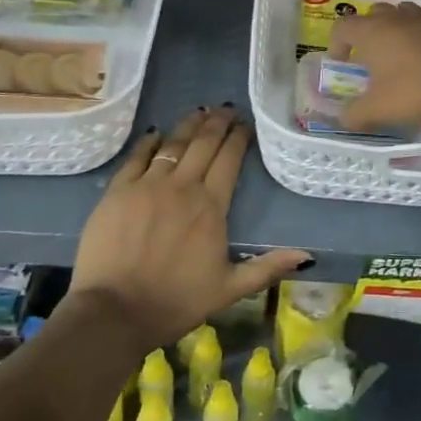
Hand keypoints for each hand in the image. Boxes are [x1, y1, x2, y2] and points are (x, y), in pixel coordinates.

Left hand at [67, 107, 308, 351]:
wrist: (114, 312)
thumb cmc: (175, 302)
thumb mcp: (229, 290)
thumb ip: (267, 268)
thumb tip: (306, 255)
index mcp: (211, 207)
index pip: (229, 160)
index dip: (239, 138)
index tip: (246, 124)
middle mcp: (182, 187)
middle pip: (204, 144)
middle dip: (218, 123)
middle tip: (227, 108)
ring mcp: (147, 185)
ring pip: (173, 144)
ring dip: (189, 125)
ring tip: (200, 111)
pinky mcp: (118, 191)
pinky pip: (136, 157)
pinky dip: (149, 142)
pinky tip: (156, 133)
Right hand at [329, 1, 420, 129]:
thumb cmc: (415, 92)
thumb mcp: (377, 110)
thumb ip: (354, 115)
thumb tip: (342, 118)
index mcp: (373, 32)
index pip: (343, 26)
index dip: (336, 44)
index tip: (341, 65)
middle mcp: (397, 19)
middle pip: (374, 13)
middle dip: (367, 32)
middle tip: (370, 59)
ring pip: (404, 14)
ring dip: (396, 30)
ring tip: (398, 56)